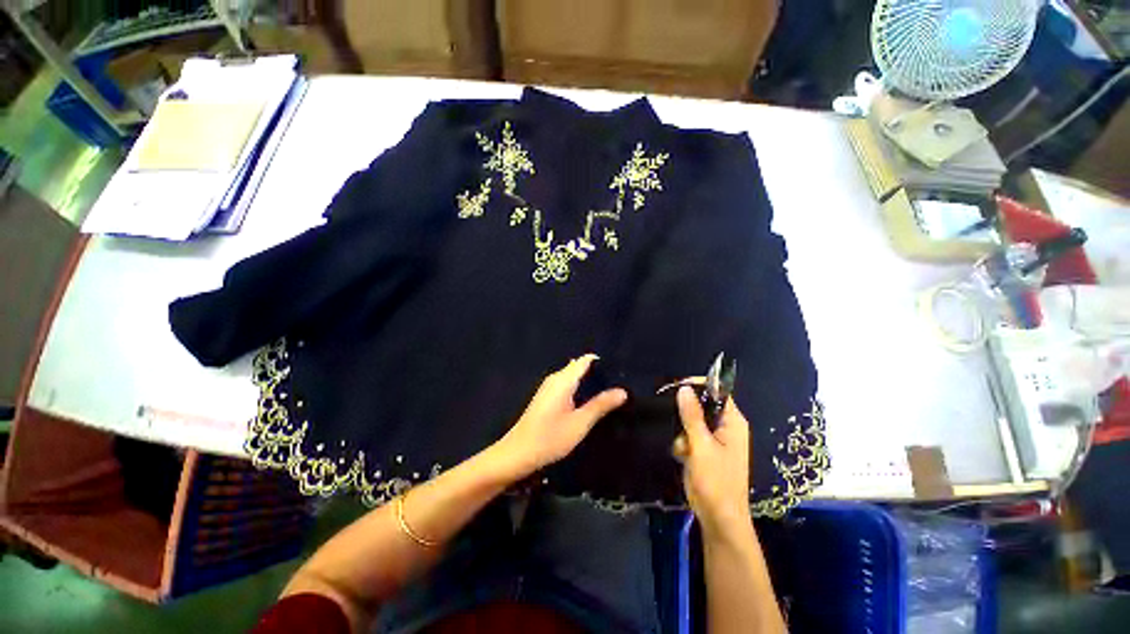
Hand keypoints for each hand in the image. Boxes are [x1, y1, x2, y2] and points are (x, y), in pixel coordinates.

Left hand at [493, 355, 626, 479]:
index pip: (585, 360)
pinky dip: (580, 390)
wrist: (517, 454)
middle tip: (620, 385)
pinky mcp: (547, 397)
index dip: (603, 363)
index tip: (620, 372)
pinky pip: (568, 385)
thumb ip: (601, 405)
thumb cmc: (549, 438)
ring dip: (590, 383)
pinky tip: (590, 403)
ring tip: (610, 394)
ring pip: (574, 377)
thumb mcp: (580, 423)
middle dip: (598, 374)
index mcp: (563, 379)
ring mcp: (549, 387)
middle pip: (580, 367)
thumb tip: (622, 391)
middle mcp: (556, 378)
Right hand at [675, 386, 752, 538]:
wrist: (718, 518)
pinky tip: (682, 455)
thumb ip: (692, 416)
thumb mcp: (701, 446)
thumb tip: (684, 388)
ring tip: (682, 447)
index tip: (676, 386)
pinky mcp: (705, 450)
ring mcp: (716, 439)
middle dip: (686, 414)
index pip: (718, 392)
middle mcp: (726, 427)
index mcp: (733, 422)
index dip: (699, 386)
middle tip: (674, 419)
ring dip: (683, 432)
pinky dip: (683, 442)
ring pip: (692, 421)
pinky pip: (690, 435)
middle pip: (703, 405)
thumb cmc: (716, 481)